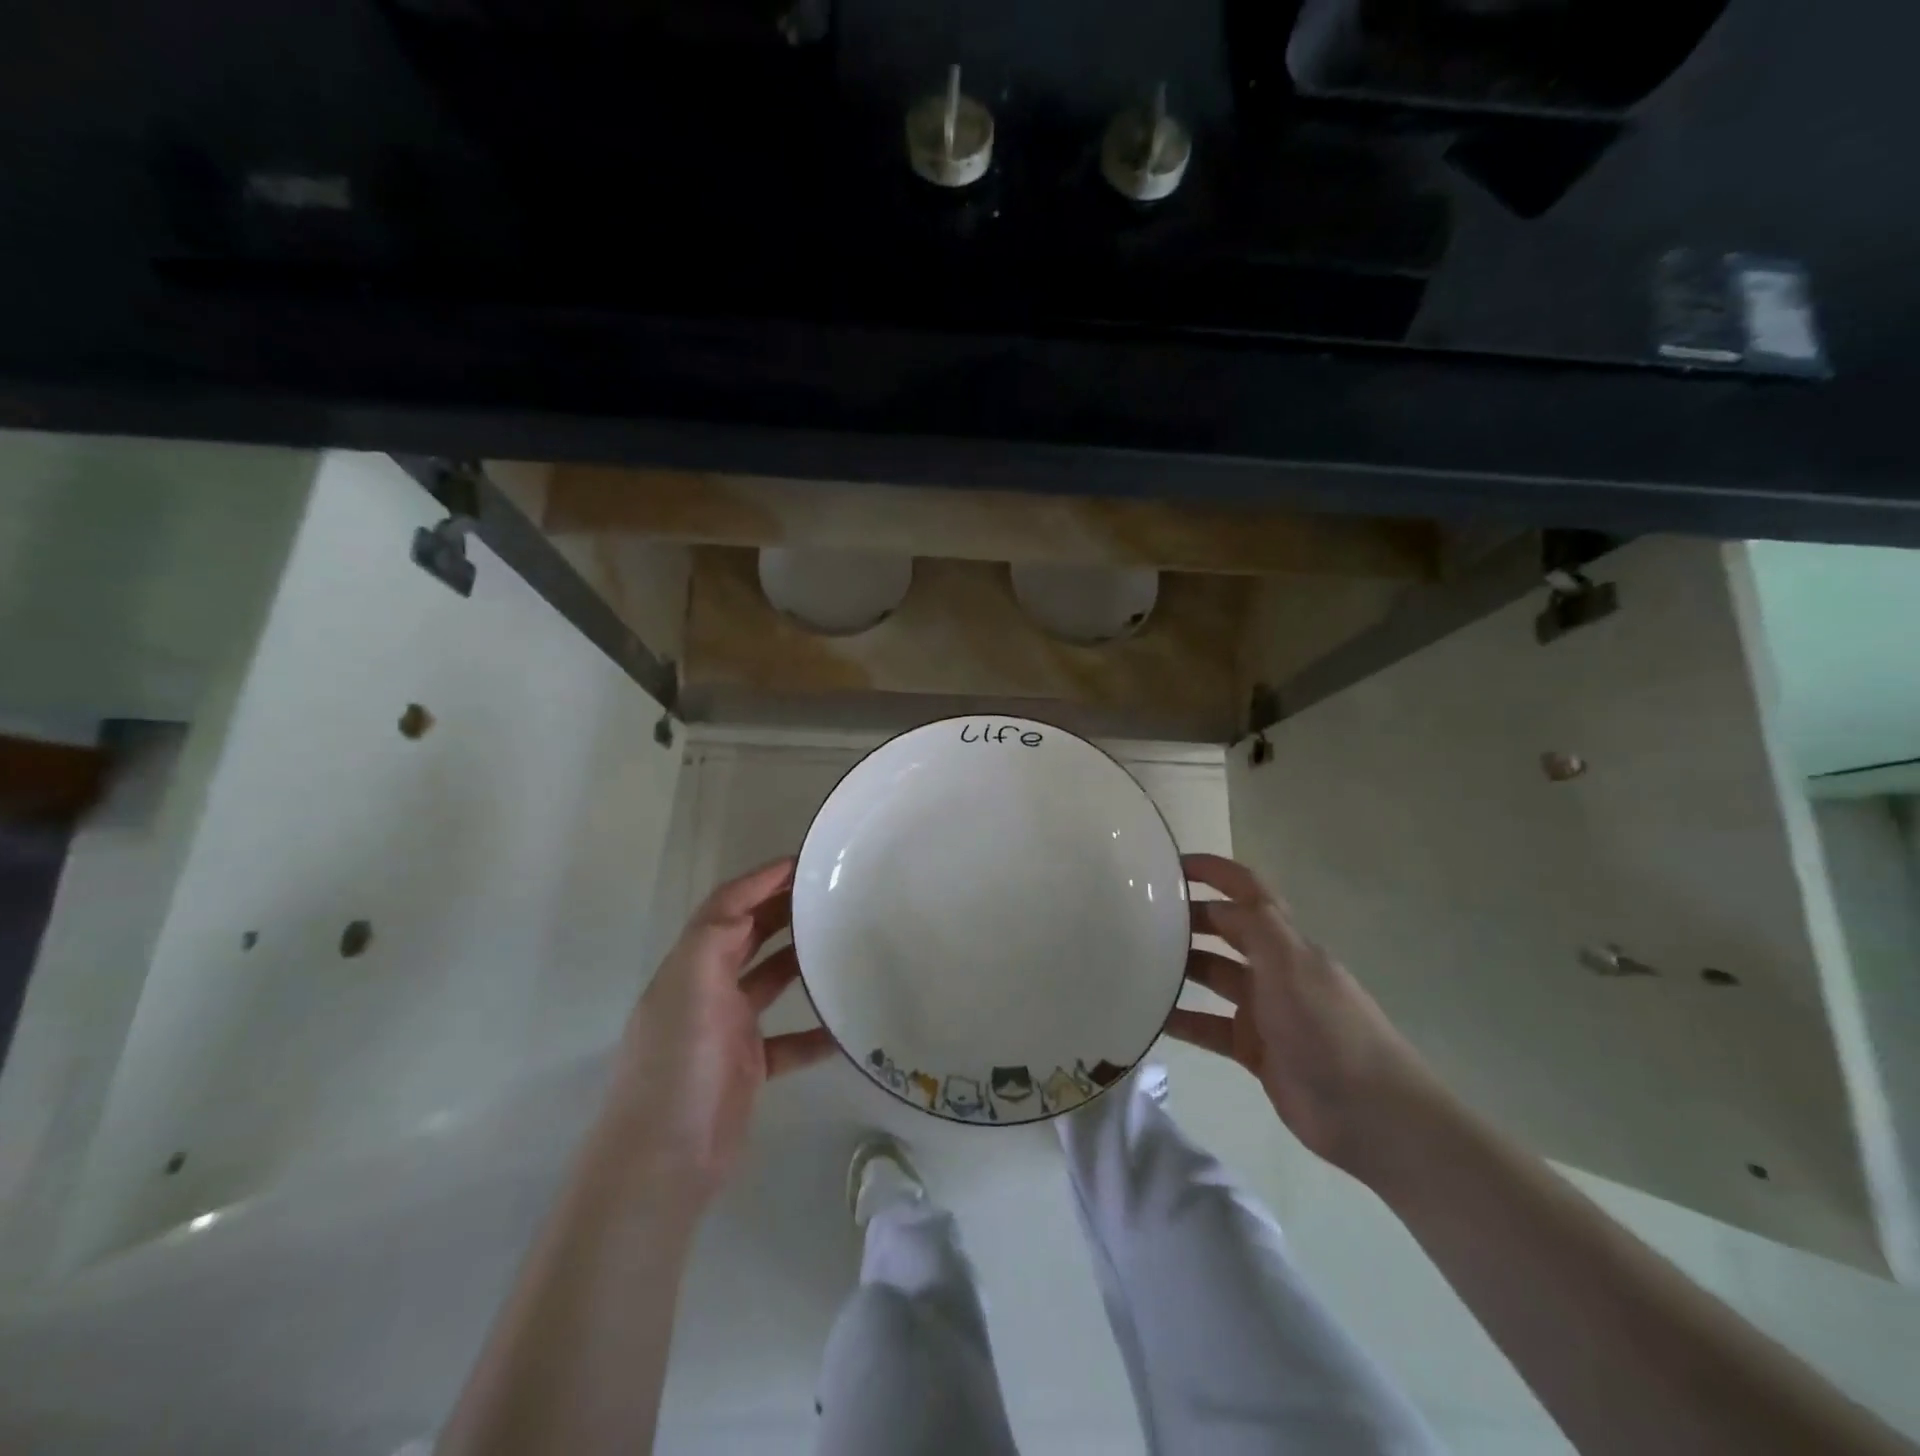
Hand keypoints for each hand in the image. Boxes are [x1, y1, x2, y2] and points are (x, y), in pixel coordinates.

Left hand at [611, 858, 835, 1204]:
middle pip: (748, 937)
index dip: (760, 880)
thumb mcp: (689, 990)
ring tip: (842, 944)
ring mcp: (726, 1031)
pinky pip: (788, 1041)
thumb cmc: (676, 1068)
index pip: (726, 907)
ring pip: (769, 982)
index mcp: (690, 967)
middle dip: (783, 910)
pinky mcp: (746, 1068)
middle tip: (831, 894)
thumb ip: (714, 940)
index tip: (804, 862)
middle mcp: (706, 991)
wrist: (662, 1164)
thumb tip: (750, 900)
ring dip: (800, 962)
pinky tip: (846, 1028)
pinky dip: (813, 1032)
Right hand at [1165, 853, 1434, 1172]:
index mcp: (1288, 942)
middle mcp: (1274, 969)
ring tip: (1134, 962)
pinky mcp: (1254, 1049)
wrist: (1371, 1116)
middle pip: (1226, 930)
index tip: (1170, 864)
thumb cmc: (1330, 1030)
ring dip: (1179, 967)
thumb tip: (1216, 899)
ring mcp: (1264, 1010)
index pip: (1247, 891)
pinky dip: (1182, 1019)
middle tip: (1138, 915)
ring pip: (1213, 976)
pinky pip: (1208, 1025)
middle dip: (1188, 918)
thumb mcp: (1292, 967)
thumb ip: (1257, 926)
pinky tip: (1150, 1017)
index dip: (1214, 872)